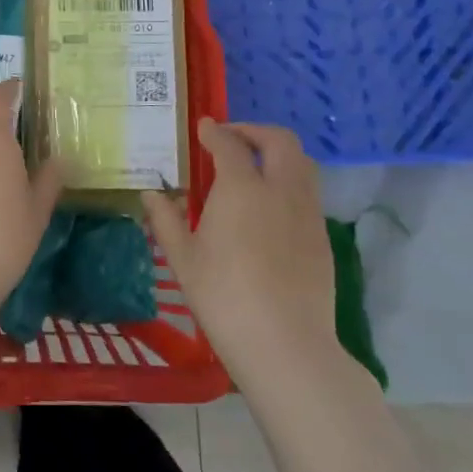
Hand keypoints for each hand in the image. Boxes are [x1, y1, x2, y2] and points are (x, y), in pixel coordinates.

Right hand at [141, 120, 334, 375]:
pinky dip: (288, 182)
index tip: (204, 127)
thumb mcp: (183, 258)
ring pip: (301, 164)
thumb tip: (151, 194)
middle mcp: (280, 190)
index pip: (229, 144)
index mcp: (242, 188)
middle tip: (232, 139)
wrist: (285, 344)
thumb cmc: (223, 296)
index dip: (215, 131)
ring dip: (277, 154)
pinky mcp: (322, 237)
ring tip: (253, 168)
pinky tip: (269, 207)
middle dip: (255, 131)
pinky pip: (308, 193)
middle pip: (279, 141)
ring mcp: (307, 213)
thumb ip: (165, 220)